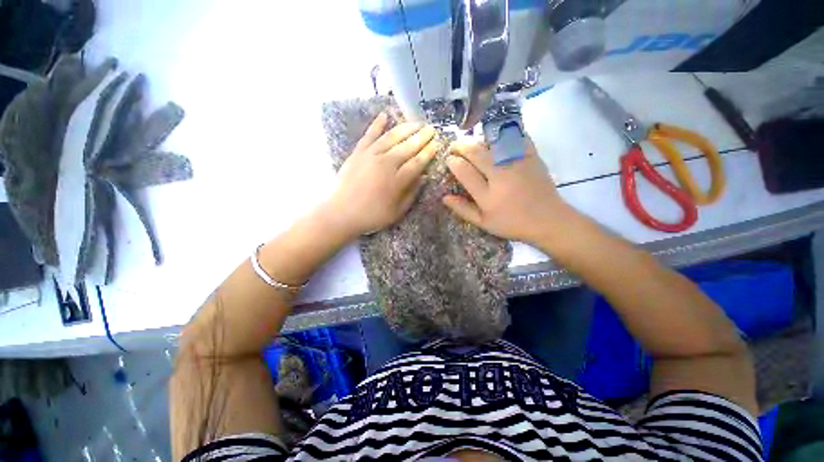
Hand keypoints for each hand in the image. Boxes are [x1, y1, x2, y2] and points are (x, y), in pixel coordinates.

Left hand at [323, 113, 438, 237]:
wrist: (341, 213)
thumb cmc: (371, 216)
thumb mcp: (396, 212)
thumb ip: (411, 194)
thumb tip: (423, 177)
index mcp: (397, 180)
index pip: (417, 162)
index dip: (428, 153)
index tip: (436, 144)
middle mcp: (385, 164)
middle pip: (407, 147)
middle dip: (421, 137)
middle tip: (431, 129)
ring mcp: (370, 156)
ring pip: (391, 137)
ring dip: (406, 128)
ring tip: (416, 123)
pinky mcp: (358, 153)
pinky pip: (369, 135)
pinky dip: (377, 124)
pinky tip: (384, 115)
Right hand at [443, 137, 570, 244]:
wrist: (548, 220)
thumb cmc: (512, 224)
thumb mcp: (483, 223)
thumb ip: (463, 209)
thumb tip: (444, 197)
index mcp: (487, 196)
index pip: (464, 171)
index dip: (453, 162)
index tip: (449, 159)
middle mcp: (501, 176)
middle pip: (476, 153)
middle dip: (461, 146)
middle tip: (454, 146)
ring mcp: (518, 163)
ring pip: (492, 143)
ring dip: (477, 139)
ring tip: (471, 142)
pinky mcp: (532, 156)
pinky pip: (515, 137)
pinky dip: (503, 133)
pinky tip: (495, 136)